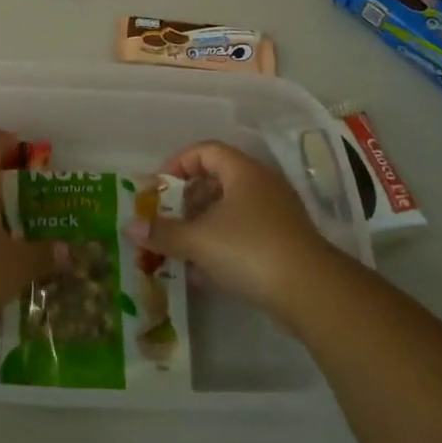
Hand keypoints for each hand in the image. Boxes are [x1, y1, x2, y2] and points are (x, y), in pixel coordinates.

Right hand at [127, 140, 340, 324]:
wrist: (311, 292)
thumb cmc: (250, 250)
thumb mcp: (199, 240)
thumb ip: (163, 232)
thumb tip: (129, 227)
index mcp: (243, 172)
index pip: (205, 150)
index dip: (178, 163)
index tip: (159, 187)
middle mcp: (261, 186)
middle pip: (216, 180)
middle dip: (186, 201)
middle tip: (165, 220)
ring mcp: (275, 215)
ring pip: (229, 211)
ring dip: (200, 227)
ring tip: (178, 249)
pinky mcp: (282, 244)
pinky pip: (242, 235)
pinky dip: (219, 246)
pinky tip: (201, 273)